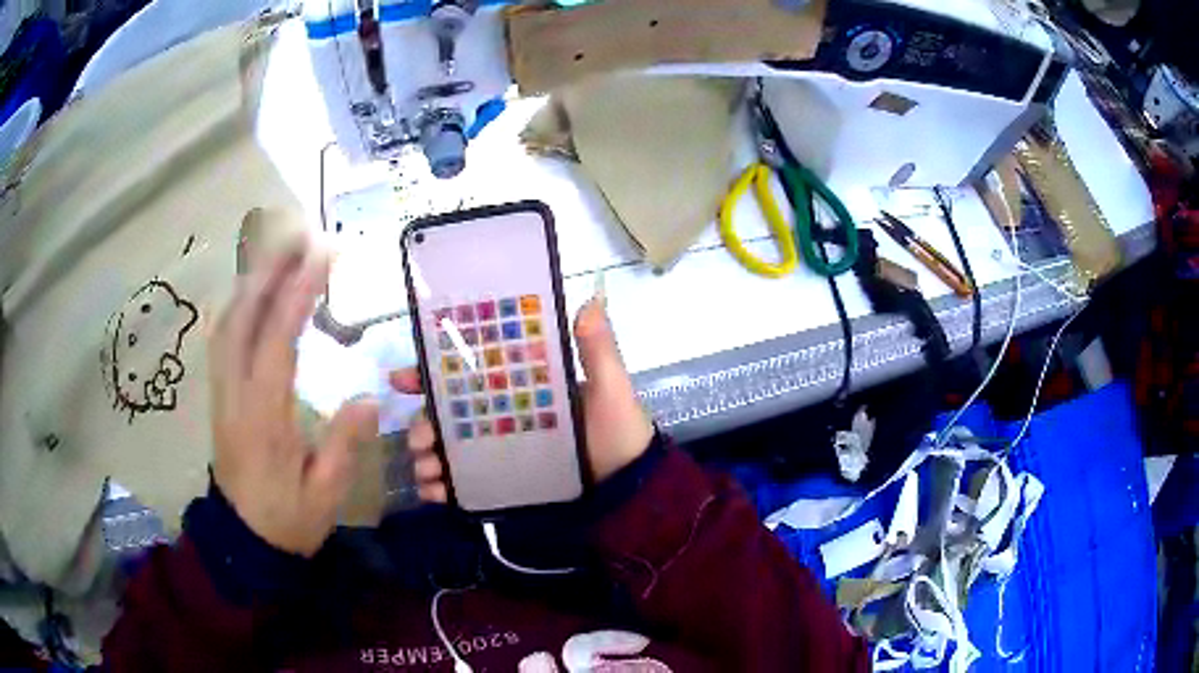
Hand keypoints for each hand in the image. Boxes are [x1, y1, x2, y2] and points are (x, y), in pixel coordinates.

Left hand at [209, 242, 379, 555]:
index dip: (298, 293)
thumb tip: (368, 398)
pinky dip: (235, 306)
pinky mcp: (219, 397)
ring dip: (250, 282)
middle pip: (243, 319)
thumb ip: (344, 445)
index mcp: (264, 418)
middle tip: (300, 235)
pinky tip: (250, 292)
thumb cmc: (288, 521)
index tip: (322, 255)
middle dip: (269, 270)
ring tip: (279, 252)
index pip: (277, 341)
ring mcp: (222, 393)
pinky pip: (221, 339)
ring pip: (227, 323)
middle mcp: (235, 395)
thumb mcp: (325, 495)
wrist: (243, 542)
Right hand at [392, 295, 653, 502]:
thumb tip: (590, 299)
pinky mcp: (501, 483)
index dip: (428, 374)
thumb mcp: (611, 388)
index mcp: (517, 388)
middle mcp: (501, 417)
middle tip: (419, 439)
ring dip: (426, 458)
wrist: (630, 487)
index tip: (401, 379)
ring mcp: (498, 453)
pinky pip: (463, 483)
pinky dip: (441, 488)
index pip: (466, 375)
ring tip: (426, 470)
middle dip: (422, 424)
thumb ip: (598, 350)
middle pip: (446, 416)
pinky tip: (435, 493)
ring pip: (447, 450)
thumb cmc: (618, 433)